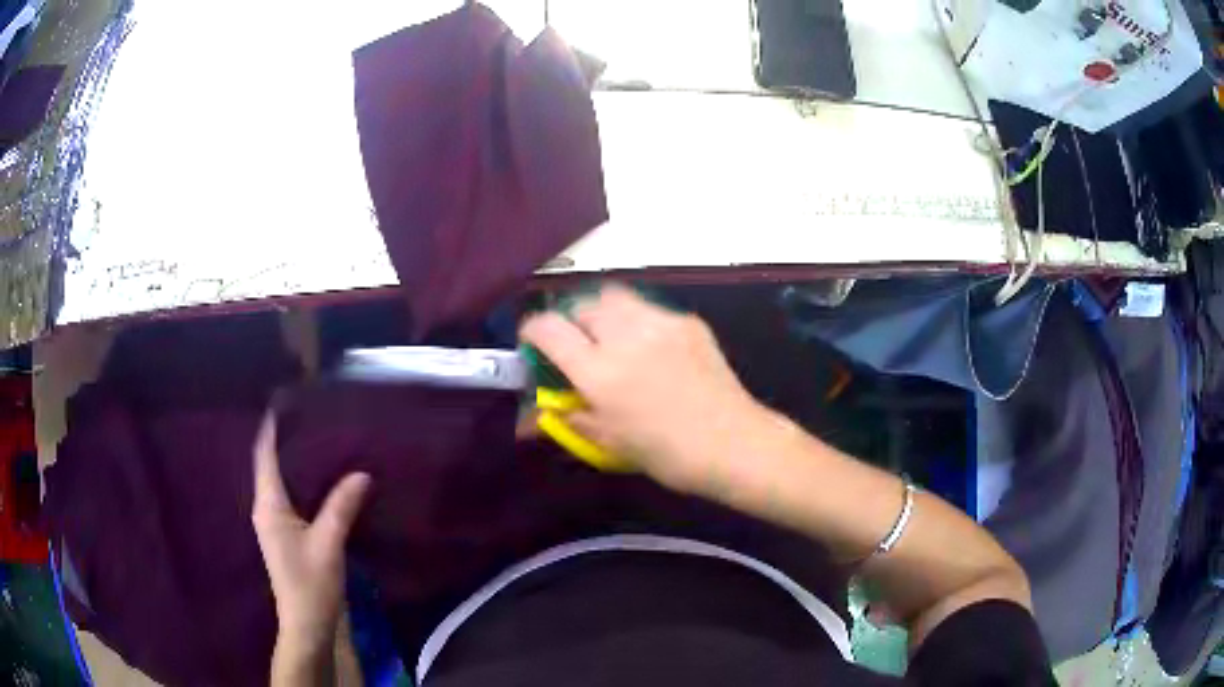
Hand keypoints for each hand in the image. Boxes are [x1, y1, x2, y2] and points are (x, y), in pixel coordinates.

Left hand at [252, 413, 370, 647]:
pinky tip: (323, 481)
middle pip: (271, 465)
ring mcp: (274, 523)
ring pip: (282, 482)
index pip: (265, 456)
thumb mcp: (329, 543)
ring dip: (296, 462)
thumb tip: (362, 472)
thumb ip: (342, 506)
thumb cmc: (311, 584)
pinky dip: (303, 483)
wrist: (307, 625)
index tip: (285, 403)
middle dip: (287, 441)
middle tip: (313, 418)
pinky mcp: (286, 535)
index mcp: (269, 505)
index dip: (271, 429)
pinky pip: (291, 498)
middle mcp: (266, 509)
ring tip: (321, 442)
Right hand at [519, 284, 771, 491]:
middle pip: (582, 304)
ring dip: (602, 313)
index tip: (532, 342)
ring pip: (615, 297)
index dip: (532, 330)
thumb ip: (567, 419)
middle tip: (576, 344)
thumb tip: (530, 418)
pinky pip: (650, 309)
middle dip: (571, 319)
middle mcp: (626, 336)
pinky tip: (651, 349)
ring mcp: (660, 323)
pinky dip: (638, 321)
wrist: (733, 444)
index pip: (549, 329)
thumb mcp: (608, 442)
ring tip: (611, 338)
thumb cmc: (666, 454)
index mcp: (600, 371)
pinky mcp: (688, 322)